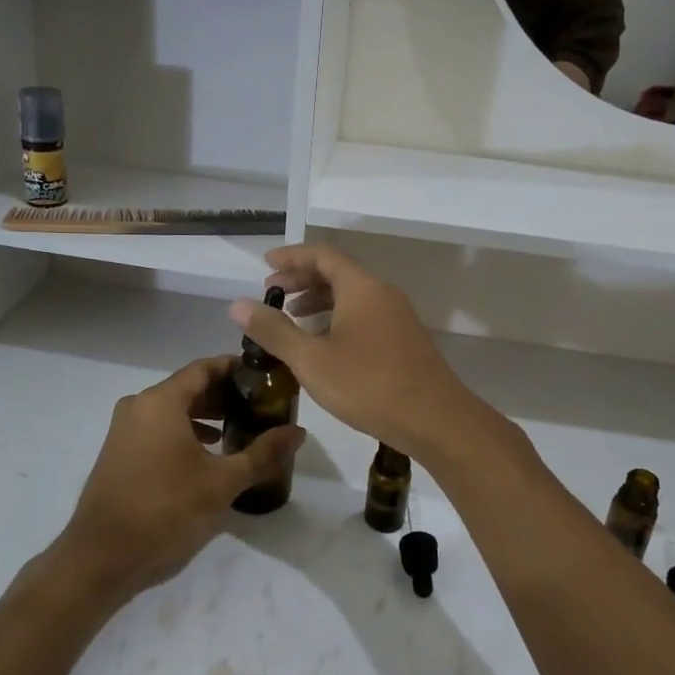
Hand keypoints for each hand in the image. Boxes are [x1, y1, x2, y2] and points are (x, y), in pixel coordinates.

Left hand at [54, 356, 303, 602]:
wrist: (101, 559)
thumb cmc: (165, 512)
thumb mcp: (222, 484)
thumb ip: (262, 453)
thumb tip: (299, 431)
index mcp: (161, 402)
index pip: (204, 368)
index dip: (235, 368)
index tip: (265, 377)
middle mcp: (139, 405)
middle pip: (188, 386)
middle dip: (224, 394)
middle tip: (260, 405)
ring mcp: (124, 429)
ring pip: (172, 409)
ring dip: (205, 414)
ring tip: (240, 428)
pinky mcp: (119, 452)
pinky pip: (158, 427)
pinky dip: (185, 431)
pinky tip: (208, 454)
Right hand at [229, 245, 490, 462]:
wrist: (436, 419)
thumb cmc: (369, 385)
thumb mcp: (312, 360)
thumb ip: (274, 330)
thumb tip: (238, 304)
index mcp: (361, 287)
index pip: (322, 255)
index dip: (291, 257)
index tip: (265, 265)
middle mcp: (382, 293)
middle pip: (338, 273)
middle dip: (302, 279)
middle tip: (272, 293)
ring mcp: (398, 316)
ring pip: (353, 295)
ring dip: (320, 300)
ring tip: (293, 317)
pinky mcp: (405, 339)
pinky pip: (365, 314)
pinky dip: (338, 317)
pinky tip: (325, 344)